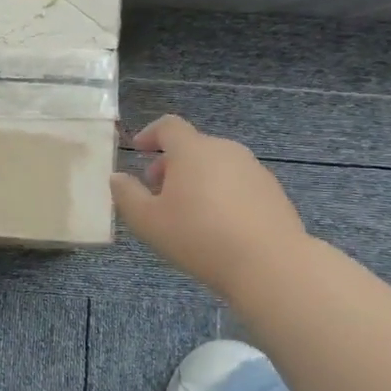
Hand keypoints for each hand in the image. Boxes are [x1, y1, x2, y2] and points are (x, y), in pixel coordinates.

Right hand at [111, 115, 308, 295]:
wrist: (270, 264)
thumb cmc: (199, 237)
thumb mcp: (147, 221)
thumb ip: (126, 195)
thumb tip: (117, 177)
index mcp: (193, 150)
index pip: (169, 126)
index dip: (150, 134)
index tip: (138, 149)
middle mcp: (225, 150)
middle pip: (192, 146)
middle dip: (171, 164)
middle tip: (157, 192)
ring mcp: (254, 170)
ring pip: (216, 165)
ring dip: (196, 179)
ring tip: (187, 213)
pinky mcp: (273, 192)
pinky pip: (237, 183)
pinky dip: (221, 193)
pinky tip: (218, 226)